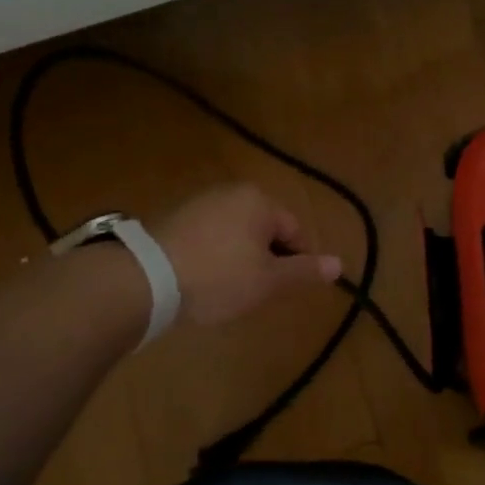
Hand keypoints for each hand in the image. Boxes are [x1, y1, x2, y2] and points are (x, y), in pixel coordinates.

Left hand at [153, 184, 342, 327]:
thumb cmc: (219, 277)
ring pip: (236, 235)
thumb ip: (304, 271)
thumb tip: (340, 265)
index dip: (297, 263)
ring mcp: (199, 203)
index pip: (295, 232)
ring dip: (240, 259)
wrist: (145, 279)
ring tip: (228, 290)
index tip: (284, 289)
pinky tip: (203, 281)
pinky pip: (208, 238)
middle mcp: (231, 193)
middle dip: (266, 260)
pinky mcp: (172, 219)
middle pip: (265, 230)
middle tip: (257, 292)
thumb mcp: (268, 280)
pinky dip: (213, 257)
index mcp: (260, 201)